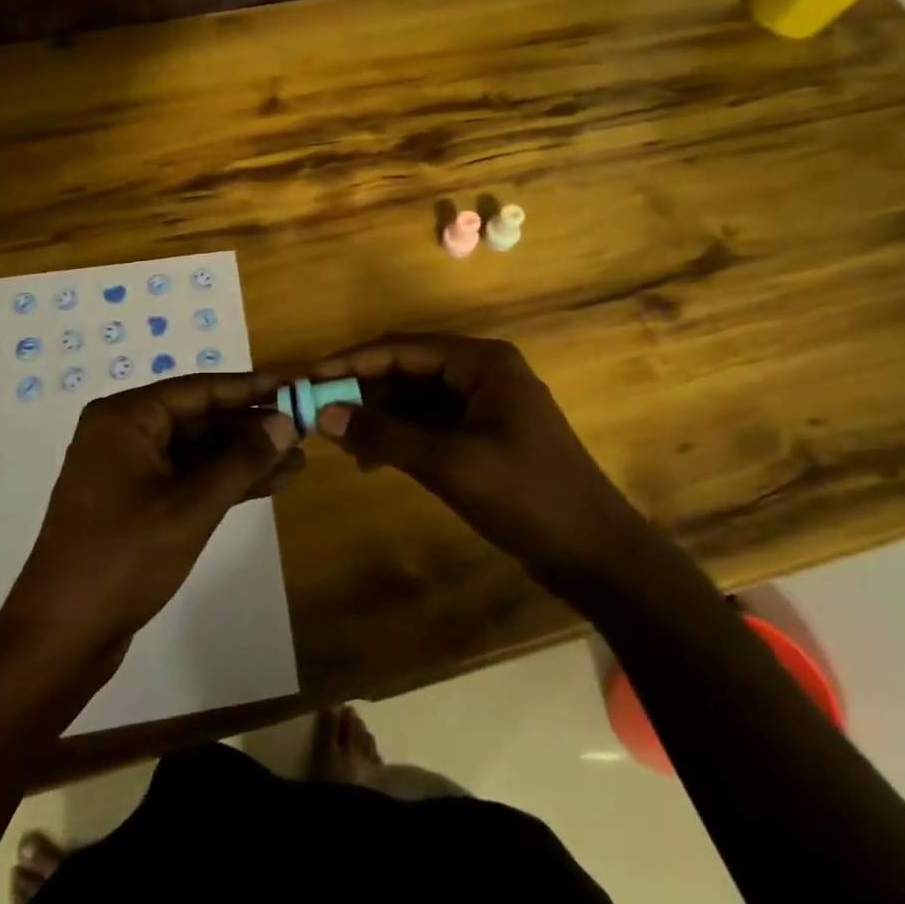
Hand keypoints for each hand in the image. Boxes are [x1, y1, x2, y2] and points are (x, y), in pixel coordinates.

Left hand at [3, 373, 301, 661]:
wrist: (61, 636)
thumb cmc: (123, 558)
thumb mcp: (191, 507)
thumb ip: (241, 461)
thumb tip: (285, 423)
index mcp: (125, 418)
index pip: (199, 390)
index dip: (250, 388)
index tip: (293, 384)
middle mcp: (124, 433)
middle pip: (199, 418)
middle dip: (251, 427)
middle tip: (304, 428)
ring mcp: (129, 470)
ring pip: (197, 451)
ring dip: (244, 457)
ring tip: (298, 460)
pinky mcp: (136, 502)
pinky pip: (187, 478)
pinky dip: (224, 482)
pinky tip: (269, 483)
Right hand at [311, 334, 632, 587]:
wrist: (595, 554)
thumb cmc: (527, 497)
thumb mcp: (450, 464)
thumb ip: (385, 435)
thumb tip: (324, 414)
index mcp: (482, 362)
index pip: (402, 348)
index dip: (353, 361)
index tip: (309, 377)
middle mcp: (482, 372)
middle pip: (407, 370)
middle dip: (364, 391)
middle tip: (319, 414)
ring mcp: (484, 404)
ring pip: (416, 398)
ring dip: (380, 417)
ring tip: (343, 444)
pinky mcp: (483, 435)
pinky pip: (430, 424)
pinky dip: (401, 437)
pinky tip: (373, 461)